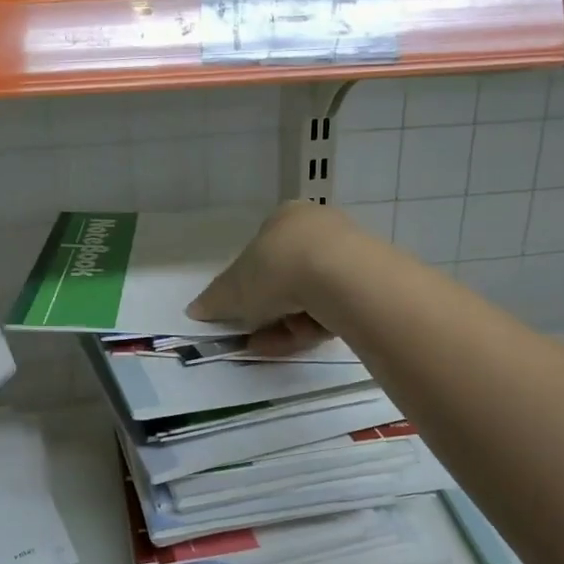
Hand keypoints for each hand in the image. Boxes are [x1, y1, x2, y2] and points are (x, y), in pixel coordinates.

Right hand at [187, 201, 364, 355]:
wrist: (341, 276)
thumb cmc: (278, 269)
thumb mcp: (233, 289)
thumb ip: (214, 300)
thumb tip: (195, 310)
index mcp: (284, 218)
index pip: (261, 253)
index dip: (247, 287)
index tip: (240, 313)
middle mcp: (318, 229)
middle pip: (286, 280)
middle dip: (267, 312)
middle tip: (253, 335)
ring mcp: (348, 255)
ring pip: (308, 298)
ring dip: (285, 325)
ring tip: (270, 345)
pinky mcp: (369, 283)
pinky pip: (332, 309)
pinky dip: (313, 327)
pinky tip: (300, 341)